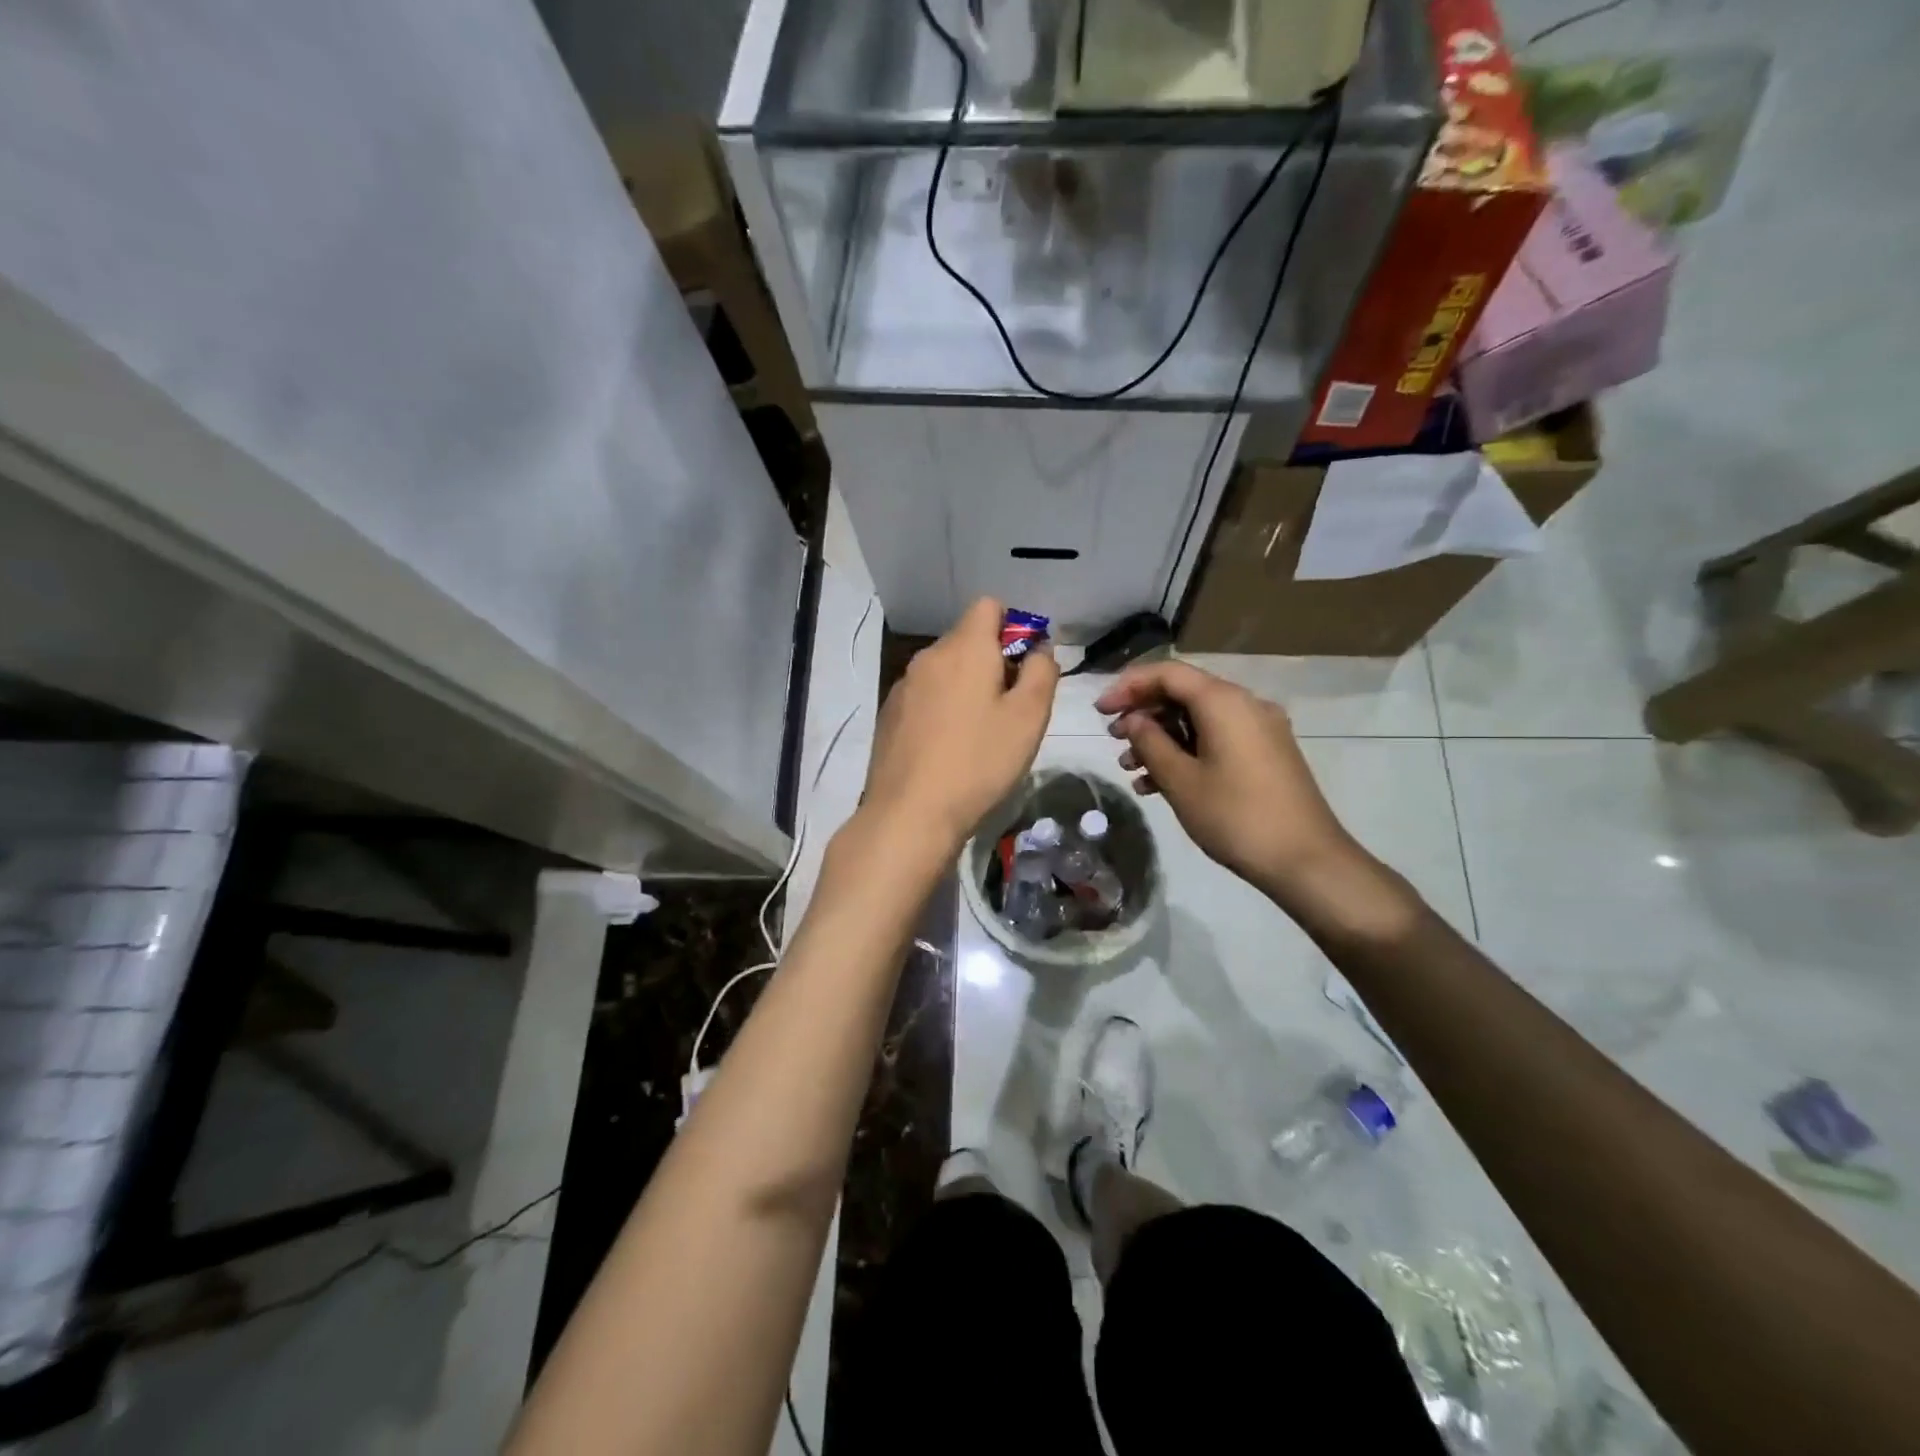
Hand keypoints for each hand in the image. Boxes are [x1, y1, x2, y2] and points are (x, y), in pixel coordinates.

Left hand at [862, 598, 1058, 849]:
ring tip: (981, 734)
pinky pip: (926, 696)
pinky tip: (949, 748)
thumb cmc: (979, 762)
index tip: (1026, 668)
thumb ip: (1042, 671)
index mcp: (964, 648)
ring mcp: (904, 686)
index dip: (1014, 627)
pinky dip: (943, 708)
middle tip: (1011, 709)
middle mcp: (929, 657)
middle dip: (994, 661)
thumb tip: (1038, 648)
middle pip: (967, 639)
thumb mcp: (1029, 717)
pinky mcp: (890, 715)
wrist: (909, 813)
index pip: (989, 605)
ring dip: (968, 687)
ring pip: (946, 670)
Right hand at [1096, 661, 1395, 922]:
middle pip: (1183, 693)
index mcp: (1224, 702)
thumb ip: (1150, 742)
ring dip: (1160, 738)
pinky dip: (1185, 753)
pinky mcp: (1265, 754)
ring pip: (1198, 720)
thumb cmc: (1235, 816)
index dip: (1128, 685)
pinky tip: (1158, 784)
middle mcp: (1245, 704)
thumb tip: (1133, 720)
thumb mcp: (1181, 780)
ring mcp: (1259, 730)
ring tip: (1130, 768)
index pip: (1168, 673)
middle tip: (1113, 739)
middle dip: (1143, 714)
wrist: (1305, 860)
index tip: (1099, 710)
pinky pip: (1216, 739)